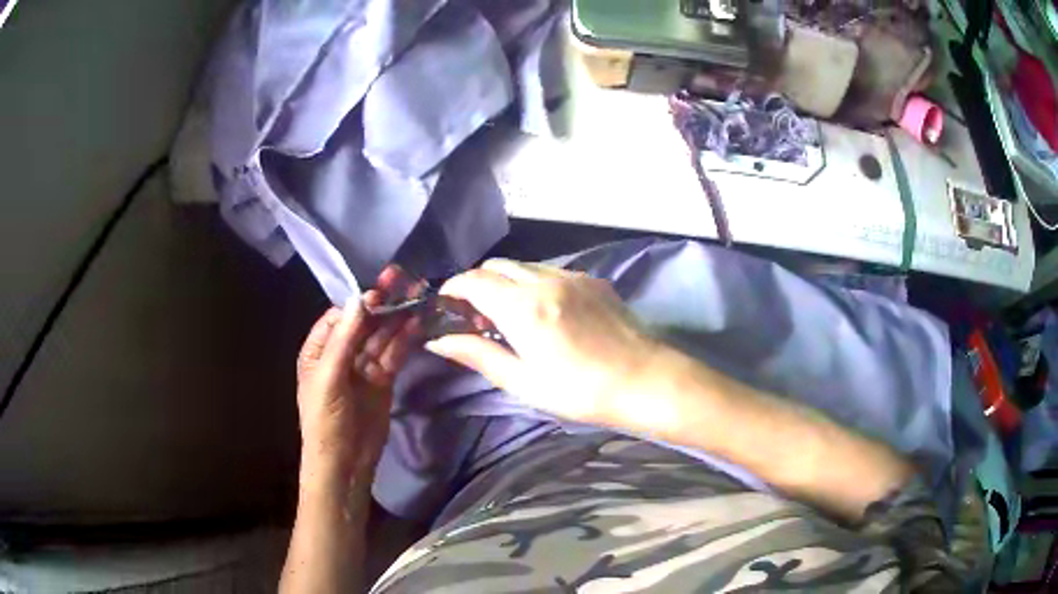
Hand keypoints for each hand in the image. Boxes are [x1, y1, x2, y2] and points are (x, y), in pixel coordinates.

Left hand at [296, 267, 420, 475]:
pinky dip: (404, 340)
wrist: (345, 462)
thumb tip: (360, 298)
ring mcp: (363, 367)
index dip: (359, 303)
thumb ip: (344, 339)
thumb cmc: (326, 420)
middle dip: (382, 303)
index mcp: (318, 350)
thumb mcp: (329, 378)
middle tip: (403, 279)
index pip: (339, 317)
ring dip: (397, 319)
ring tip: (416, 296)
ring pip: (381, 337)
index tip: (380, 291)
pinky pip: (392, 355)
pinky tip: (416, 324)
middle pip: (363, 323)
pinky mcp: (382, 381)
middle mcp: (340, 354)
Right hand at [425, 259, 659, 425]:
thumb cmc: (580, 391)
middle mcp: (544, 280)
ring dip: (505, 280)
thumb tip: (438, 341)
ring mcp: (572, 276)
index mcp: (522, 307)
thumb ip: (478, 354)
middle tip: (476, 315)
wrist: (645, 381)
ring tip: (509, 313)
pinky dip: (533, 281)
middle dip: (477, 283)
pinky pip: (550, 270)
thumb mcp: (523, 381)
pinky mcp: (593, 280)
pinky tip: (543, 310)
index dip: (453, 289)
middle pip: (496, 266)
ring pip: (523, 265)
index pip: (473, 281)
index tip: (445, 304)